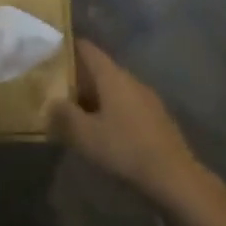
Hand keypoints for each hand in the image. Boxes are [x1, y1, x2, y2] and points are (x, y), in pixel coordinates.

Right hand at [53, 39, 211, 210]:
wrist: (175, 178)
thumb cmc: (125, 149)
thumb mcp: (85, 135)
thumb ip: (63, 115)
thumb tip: (51, 102)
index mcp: (113, 77)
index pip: (87, 49)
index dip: (68, 46)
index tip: (50, 51)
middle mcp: (131, 81)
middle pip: (100, 70)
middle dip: (77, 77)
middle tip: (54, 87)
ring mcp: (147, 99)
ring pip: (113, 89)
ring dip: (93, 97)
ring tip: (73, 110)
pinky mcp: (156, 119)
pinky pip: (126, 105)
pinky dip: (109, 110)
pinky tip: (101, 130)